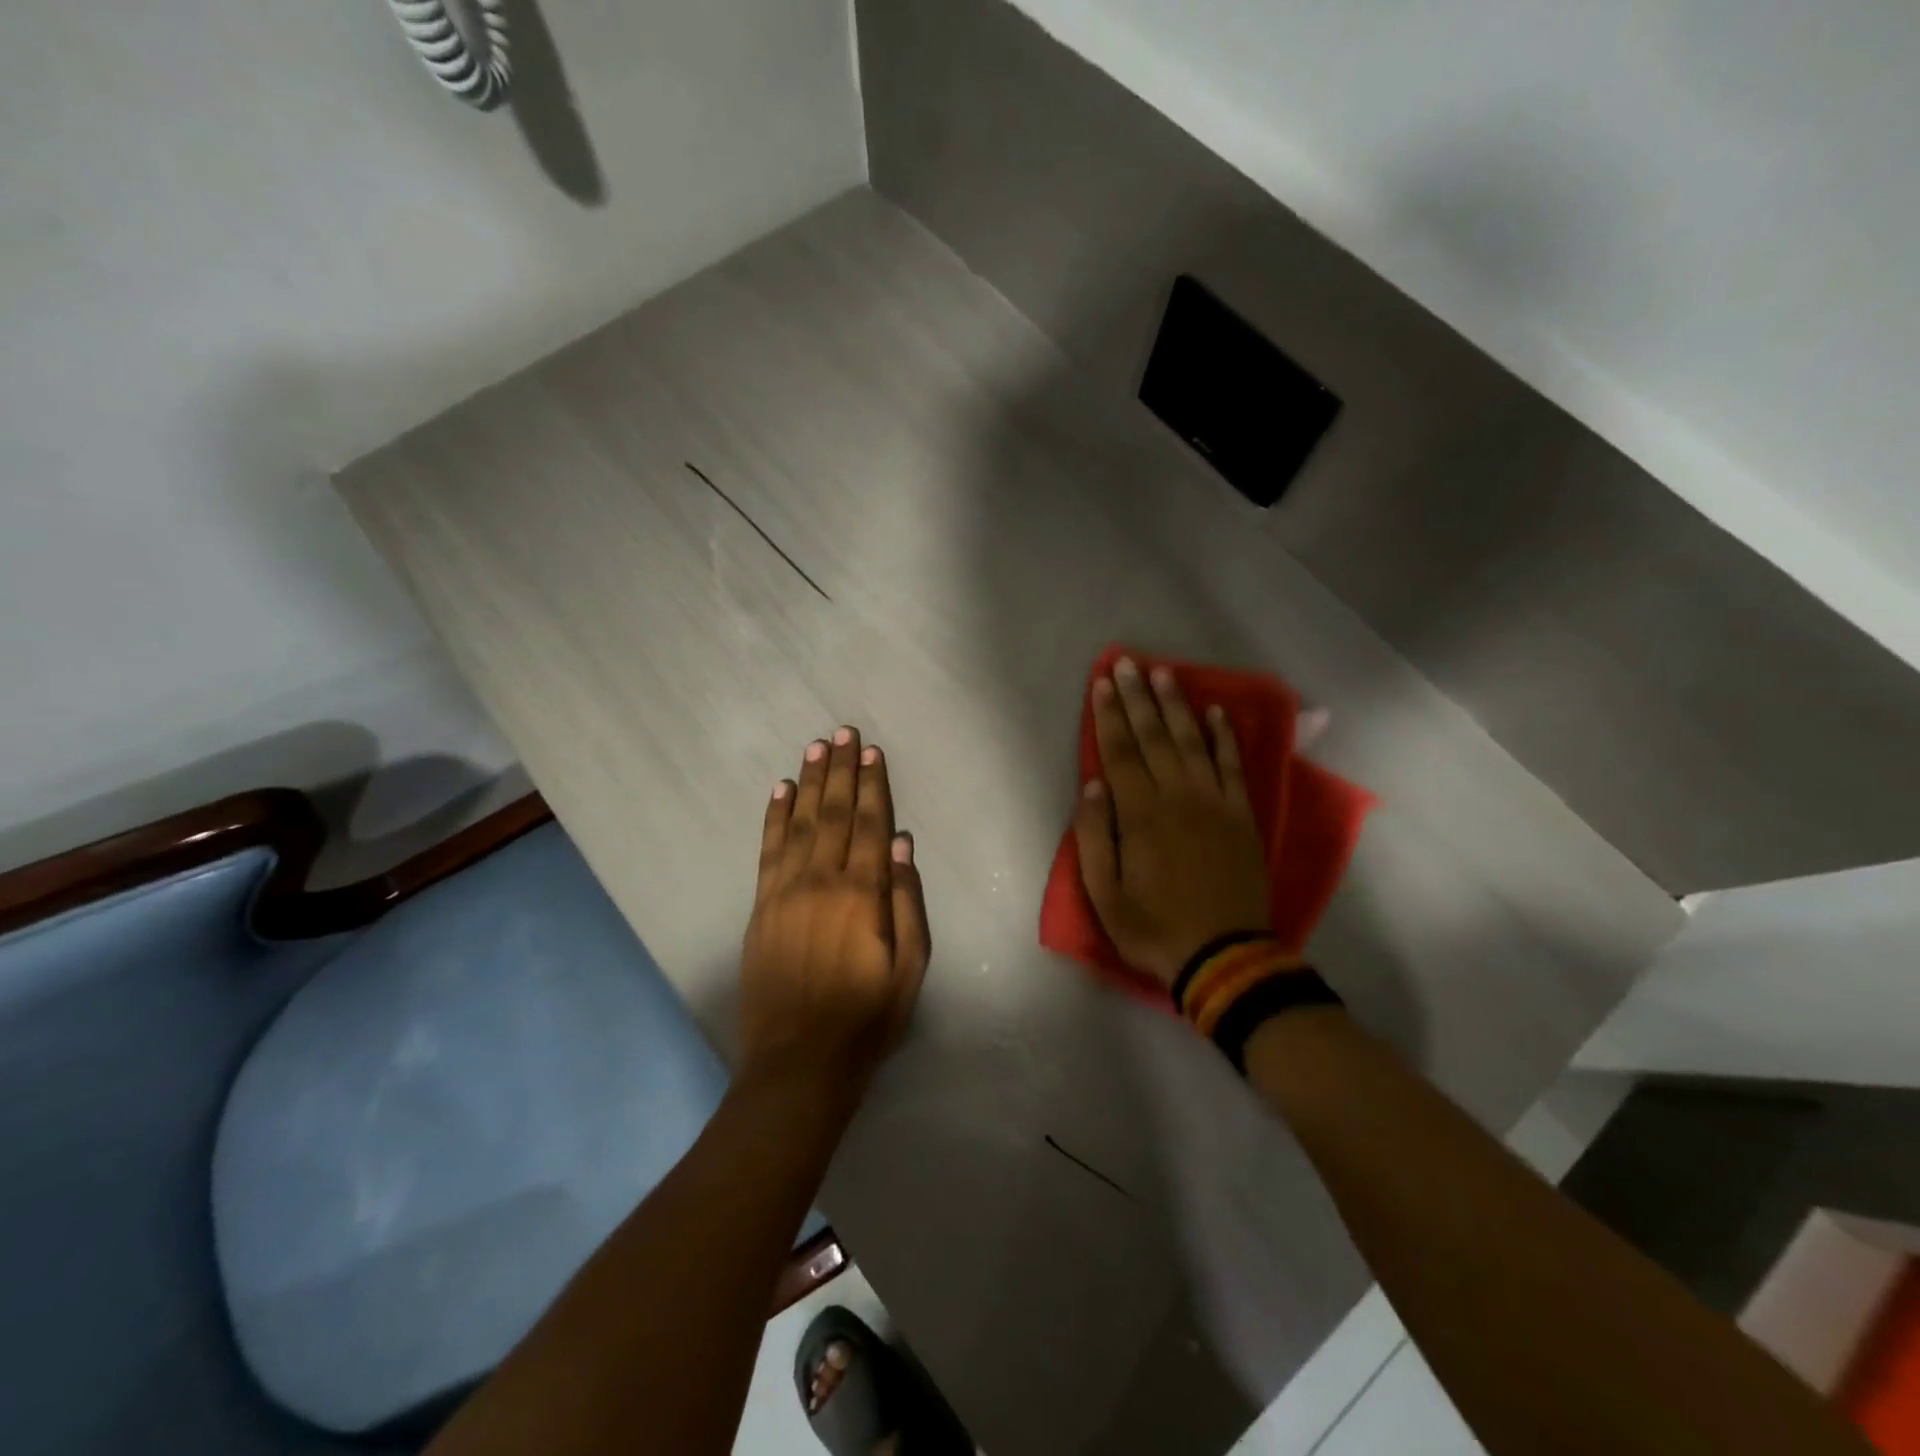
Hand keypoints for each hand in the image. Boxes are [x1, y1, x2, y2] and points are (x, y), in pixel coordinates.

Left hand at [739, 727, 930, 1096]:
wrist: (799, 1061)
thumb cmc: (866, 1018)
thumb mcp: (910, 968)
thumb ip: (908, 902)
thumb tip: (903, 843)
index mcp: (863, 894)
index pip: (870, 825)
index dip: (873, 786)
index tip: (872, 752)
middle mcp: (823, 881)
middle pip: (834, 813)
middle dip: (841, 771)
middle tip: (843, 732)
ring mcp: (786, 891)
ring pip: (801, 823)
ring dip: (810, 782)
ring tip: (817, 747)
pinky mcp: (762, 906)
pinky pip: (768, 849)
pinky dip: (774, 816)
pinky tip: (781, 790)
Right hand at [1075, 658, 1269, 985]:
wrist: (1225, 956)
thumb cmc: (1154, 927)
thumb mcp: (1105, 894)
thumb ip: (1095, 837)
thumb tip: (1092, 787)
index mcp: (1141, 814)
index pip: (1119, 752)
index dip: (1108, 715)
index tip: (1101, 683)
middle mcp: (1177, 796)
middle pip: (1153, 736)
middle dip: (1138, 697)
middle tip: (1127, 662)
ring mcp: (1215, 802)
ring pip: (1192, 742)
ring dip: (1176, 706)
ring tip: (1165, 673)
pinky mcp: (1242, 815)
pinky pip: (1233, 766)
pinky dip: (1225, 737)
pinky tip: (1217, 712)